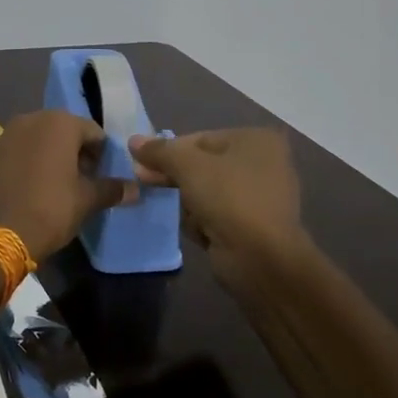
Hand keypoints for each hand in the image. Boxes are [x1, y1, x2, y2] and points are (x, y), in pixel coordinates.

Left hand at [0, 110, 126, 260]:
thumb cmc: (51, 209)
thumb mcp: (87, 200)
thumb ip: (112, 189)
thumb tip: (135, 189)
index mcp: (60, 123)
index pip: (93, 132)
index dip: (102, 155)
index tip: (102, 177)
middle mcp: (32, 118)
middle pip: (65, 131)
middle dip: (77, 152)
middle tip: (84, 181)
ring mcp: (8, 133)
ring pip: (41, 139)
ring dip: (53, 155)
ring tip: (60, 185)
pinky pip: (21, 149)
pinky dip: (31, 160)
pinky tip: (35, 185)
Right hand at [128, 129, 302, 268]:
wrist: (261, 258)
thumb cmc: (228, 198)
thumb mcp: (187, 166)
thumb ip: (159, 151)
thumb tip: (134, 140)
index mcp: (256, 140)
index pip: (200, 139)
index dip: (168, 150)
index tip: (141, 163)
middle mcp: (264, 163)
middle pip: (203, 165)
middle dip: (176, 177)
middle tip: (147, 183)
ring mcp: (260, 197)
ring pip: (206, 192)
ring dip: (190, 204)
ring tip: (191, 216)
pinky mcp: (253, 226)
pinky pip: (217, 215)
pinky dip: (205, 222)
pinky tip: (204, 233)